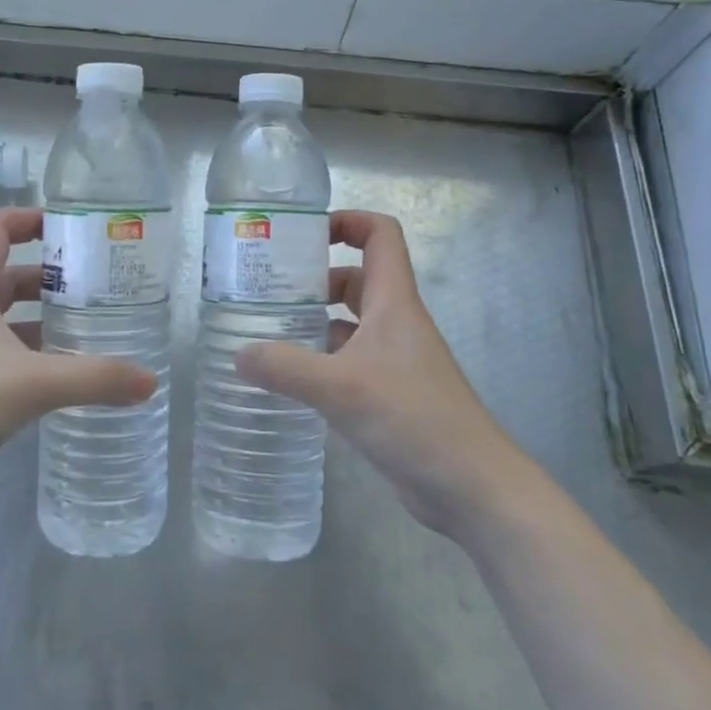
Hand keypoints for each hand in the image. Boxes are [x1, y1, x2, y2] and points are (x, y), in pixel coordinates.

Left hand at [0, 207, 157, 523]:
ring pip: (9, 319)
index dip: (33, 218)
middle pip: (10, 273)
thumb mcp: (30, 383)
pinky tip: (67, 374)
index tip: (76, 227)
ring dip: (46, 318)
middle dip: (53, 274)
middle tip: (101, 284)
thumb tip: (150, 381)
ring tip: (94, 326)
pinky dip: (35, 356)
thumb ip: (93, 378)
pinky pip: (6, 356)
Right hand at [236, 211, 517, 532]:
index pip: (380, 235)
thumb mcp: (341, 388)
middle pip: (354, 279)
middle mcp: (395, 323)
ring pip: (348, 324)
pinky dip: (319, 362)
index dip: (347, 221)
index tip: (302, 235)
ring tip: (265, 333)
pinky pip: (347, 363)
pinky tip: (288, 379)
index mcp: (393, 302)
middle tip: (265, 291)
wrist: (471, 488)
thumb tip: (239, 354)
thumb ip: (285, 368)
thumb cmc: (413, 419)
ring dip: (312, 323)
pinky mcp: (388, 395)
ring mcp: (393, 361)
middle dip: (313, 279)